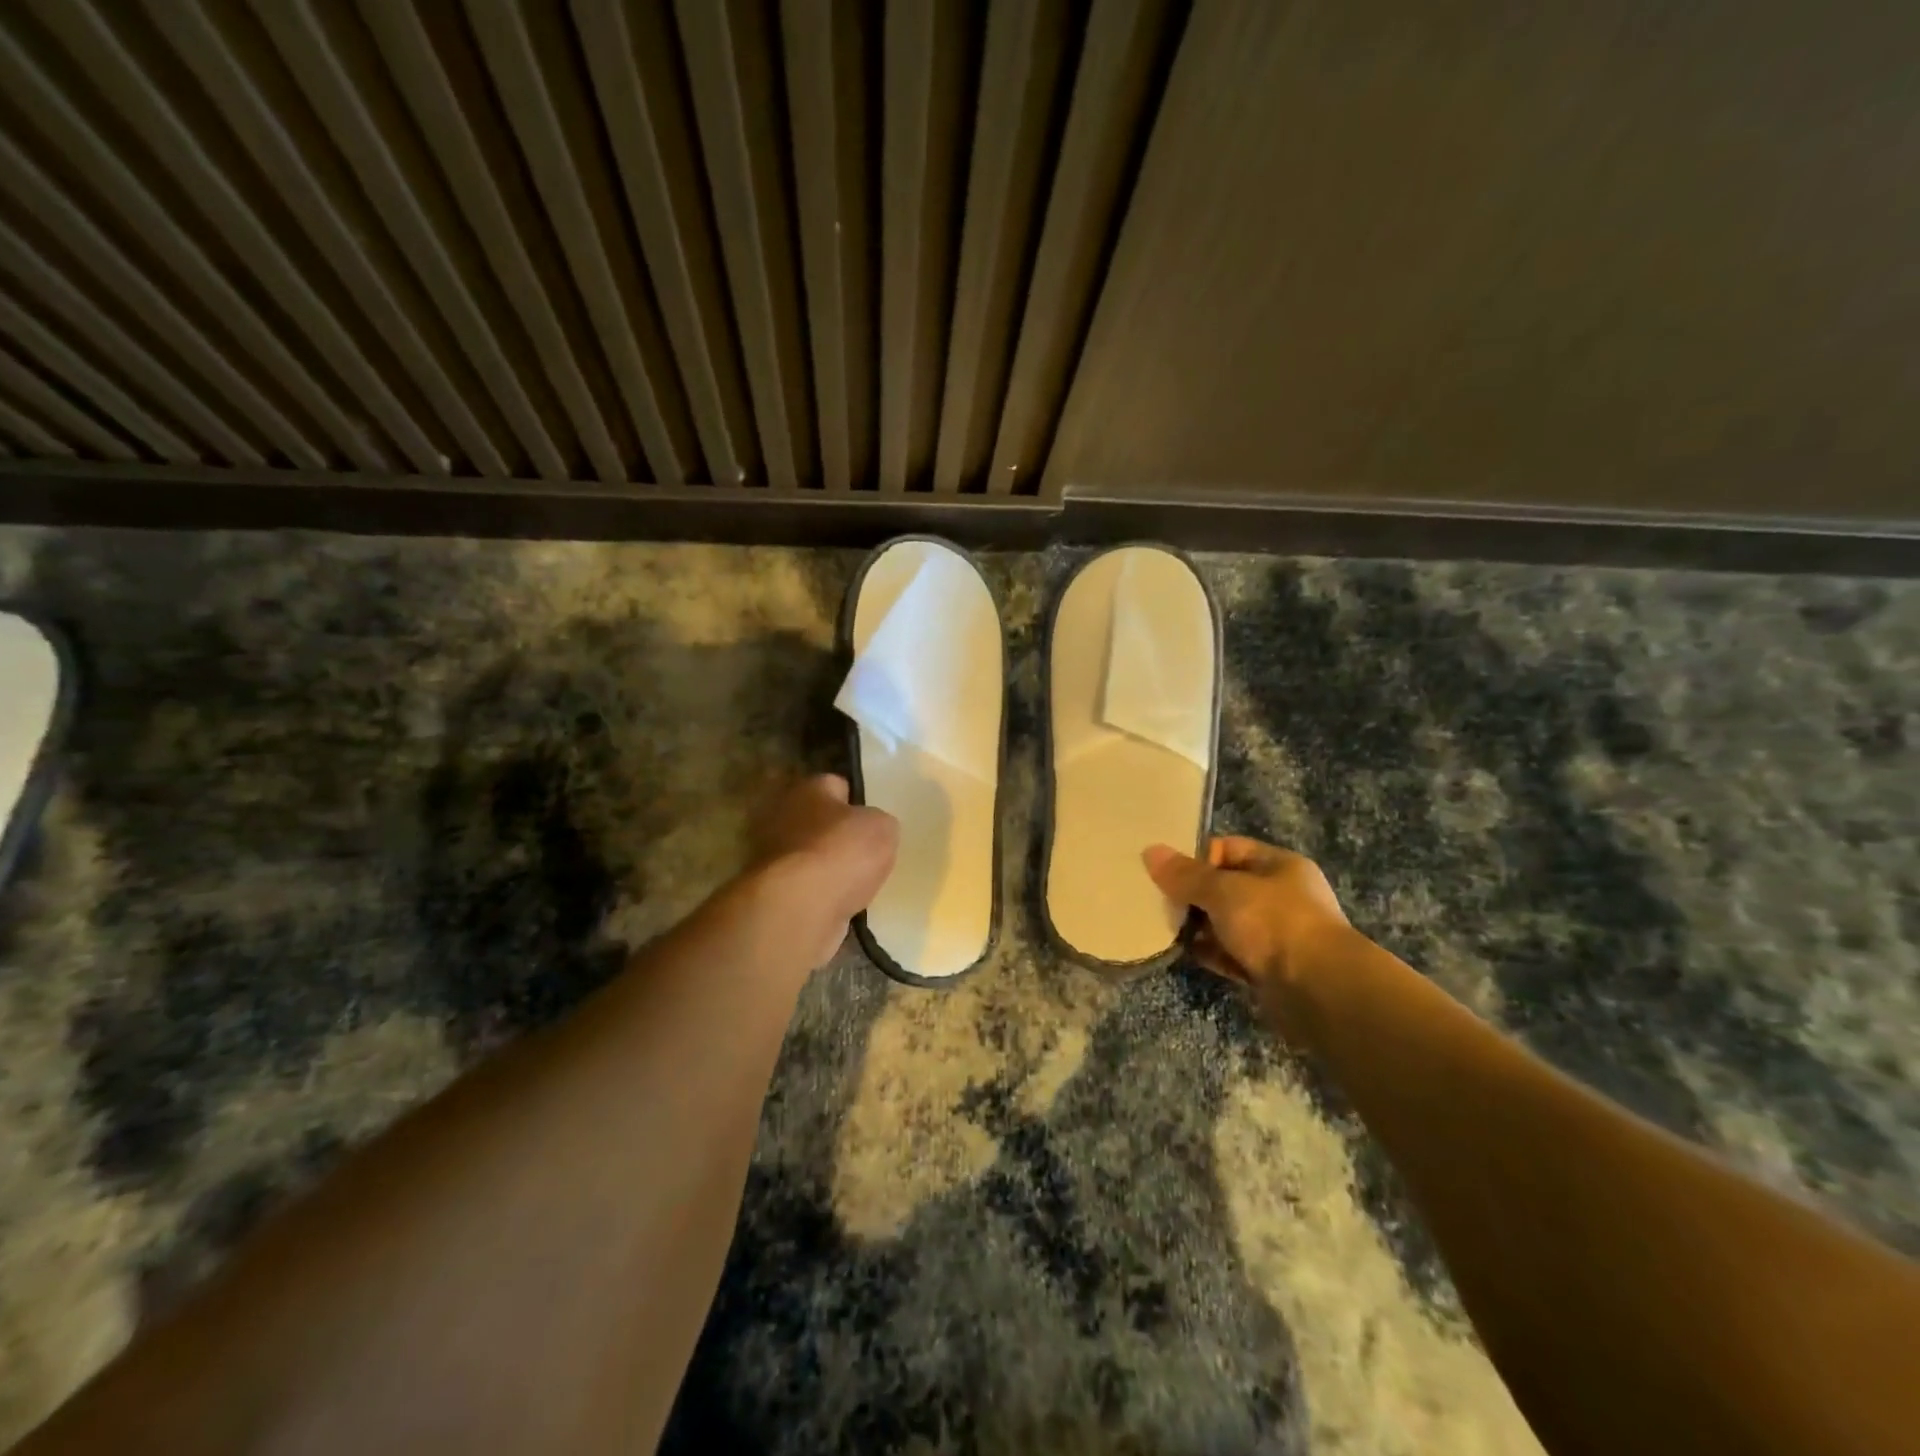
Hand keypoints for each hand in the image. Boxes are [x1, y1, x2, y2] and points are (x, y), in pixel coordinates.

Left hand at [747, 775, 898, 966]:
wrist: (799, 907)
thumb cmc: (842, 852)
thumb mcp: (883, 828)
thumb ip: (880, 823)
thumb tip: (873, 828)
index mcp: (809, 789)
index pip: (836, 785)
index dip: (857, 800)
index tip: (873, 818)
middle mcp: (783, 816)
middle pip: (818, 821)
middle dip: (838, 835)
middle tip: (866, 852)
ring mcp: (772, 856)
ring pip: (810, 856)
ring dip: (828, 868)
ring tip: (857, 882)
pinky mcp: (770, 892)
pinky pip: (804, 888)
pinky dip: (820, 895)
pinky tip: (840, 904)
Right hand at [1143, 837, 1348, 1009]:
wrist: (1320, 991)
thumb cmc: (1274, 924)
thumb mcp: (1224, 891)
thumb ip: (1186, 875)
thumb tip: (1150, 851)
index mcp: (1278, 866)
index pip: (1229, 848)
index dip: (1197, 857)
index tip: (1165, 871)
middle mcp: (1280, 896)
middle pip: (1225, 887)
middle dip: (1192, 894)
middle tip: (1156, 899)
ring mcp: (1276, 935)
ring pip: (1226, 922)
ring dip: (1198, 926)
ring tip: (1162, 925)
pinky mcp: (1268, 969)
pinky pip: (1230, 954)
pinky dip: (1209, 952)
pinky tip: (1182, 952)